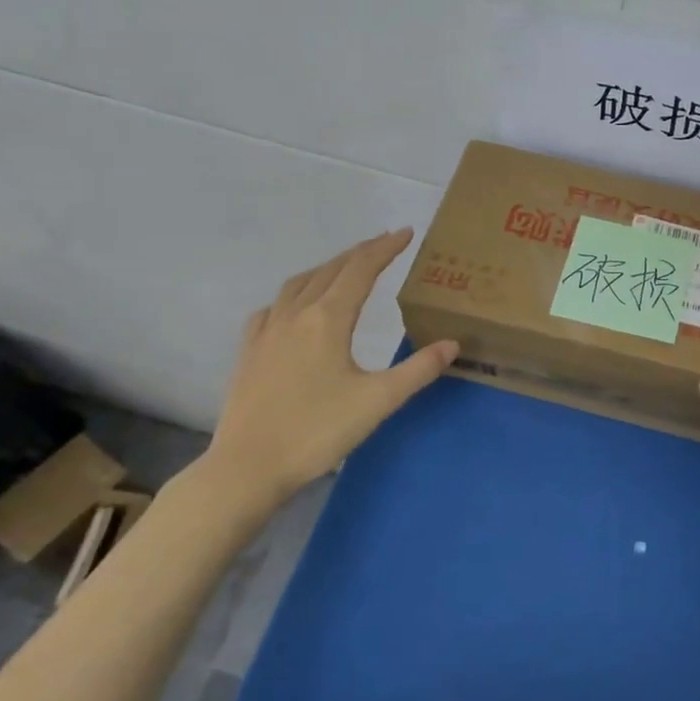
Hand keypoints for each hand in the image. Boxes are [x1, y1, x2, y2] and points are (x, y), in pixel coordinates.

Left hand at [195, 230, 457, 518]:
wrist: (247, 467)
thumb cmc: (317, 431)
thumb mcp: (378, 401)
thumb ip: (418, 370)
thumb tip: (452, 344)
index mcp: (328, 319)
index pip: (361, 270)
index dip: (385, 248)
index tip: (405, 233)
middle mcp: (295, 314)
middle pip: (330, 270)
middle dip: (360, 253)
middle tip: (384, 243)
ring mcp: (267, 331)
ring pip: (299, 283)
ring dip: (326, 268)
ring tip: (345, 266)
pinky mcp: (249, 351)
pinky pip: (273, 307)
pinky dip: (293, 294)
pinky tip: (294, 307)